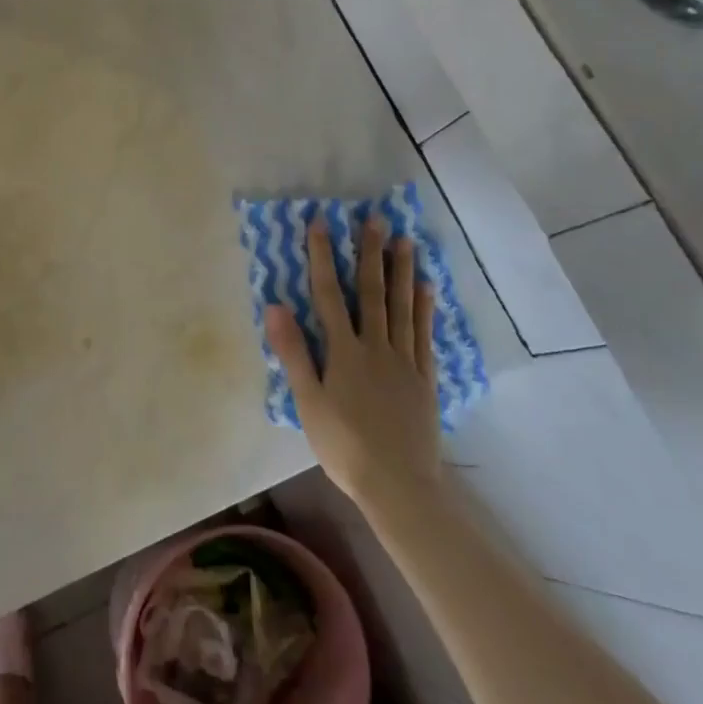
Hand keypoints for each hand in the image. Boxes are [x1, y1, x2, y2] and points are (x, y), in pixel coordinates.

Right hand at [266, 219, 442, 516]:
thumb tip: (275, 306)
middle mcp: (375, 346)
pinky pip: (424, 333)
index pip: (328, 294)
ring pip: (402, 306)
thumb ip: (293, 353)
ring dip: (402, 271)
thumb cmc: (343, 445)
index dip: (322, 257)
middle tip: (376, 219)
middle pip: (371, 292)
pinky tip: (427, 287)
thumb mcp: (308, 402)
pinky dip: (425, 307)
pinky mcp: (424, 377)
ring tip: (406, 240)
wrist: (397, 485)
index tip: (321, 223)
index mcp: (344, 352)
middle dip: (370, 253)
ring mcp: (404, 360)